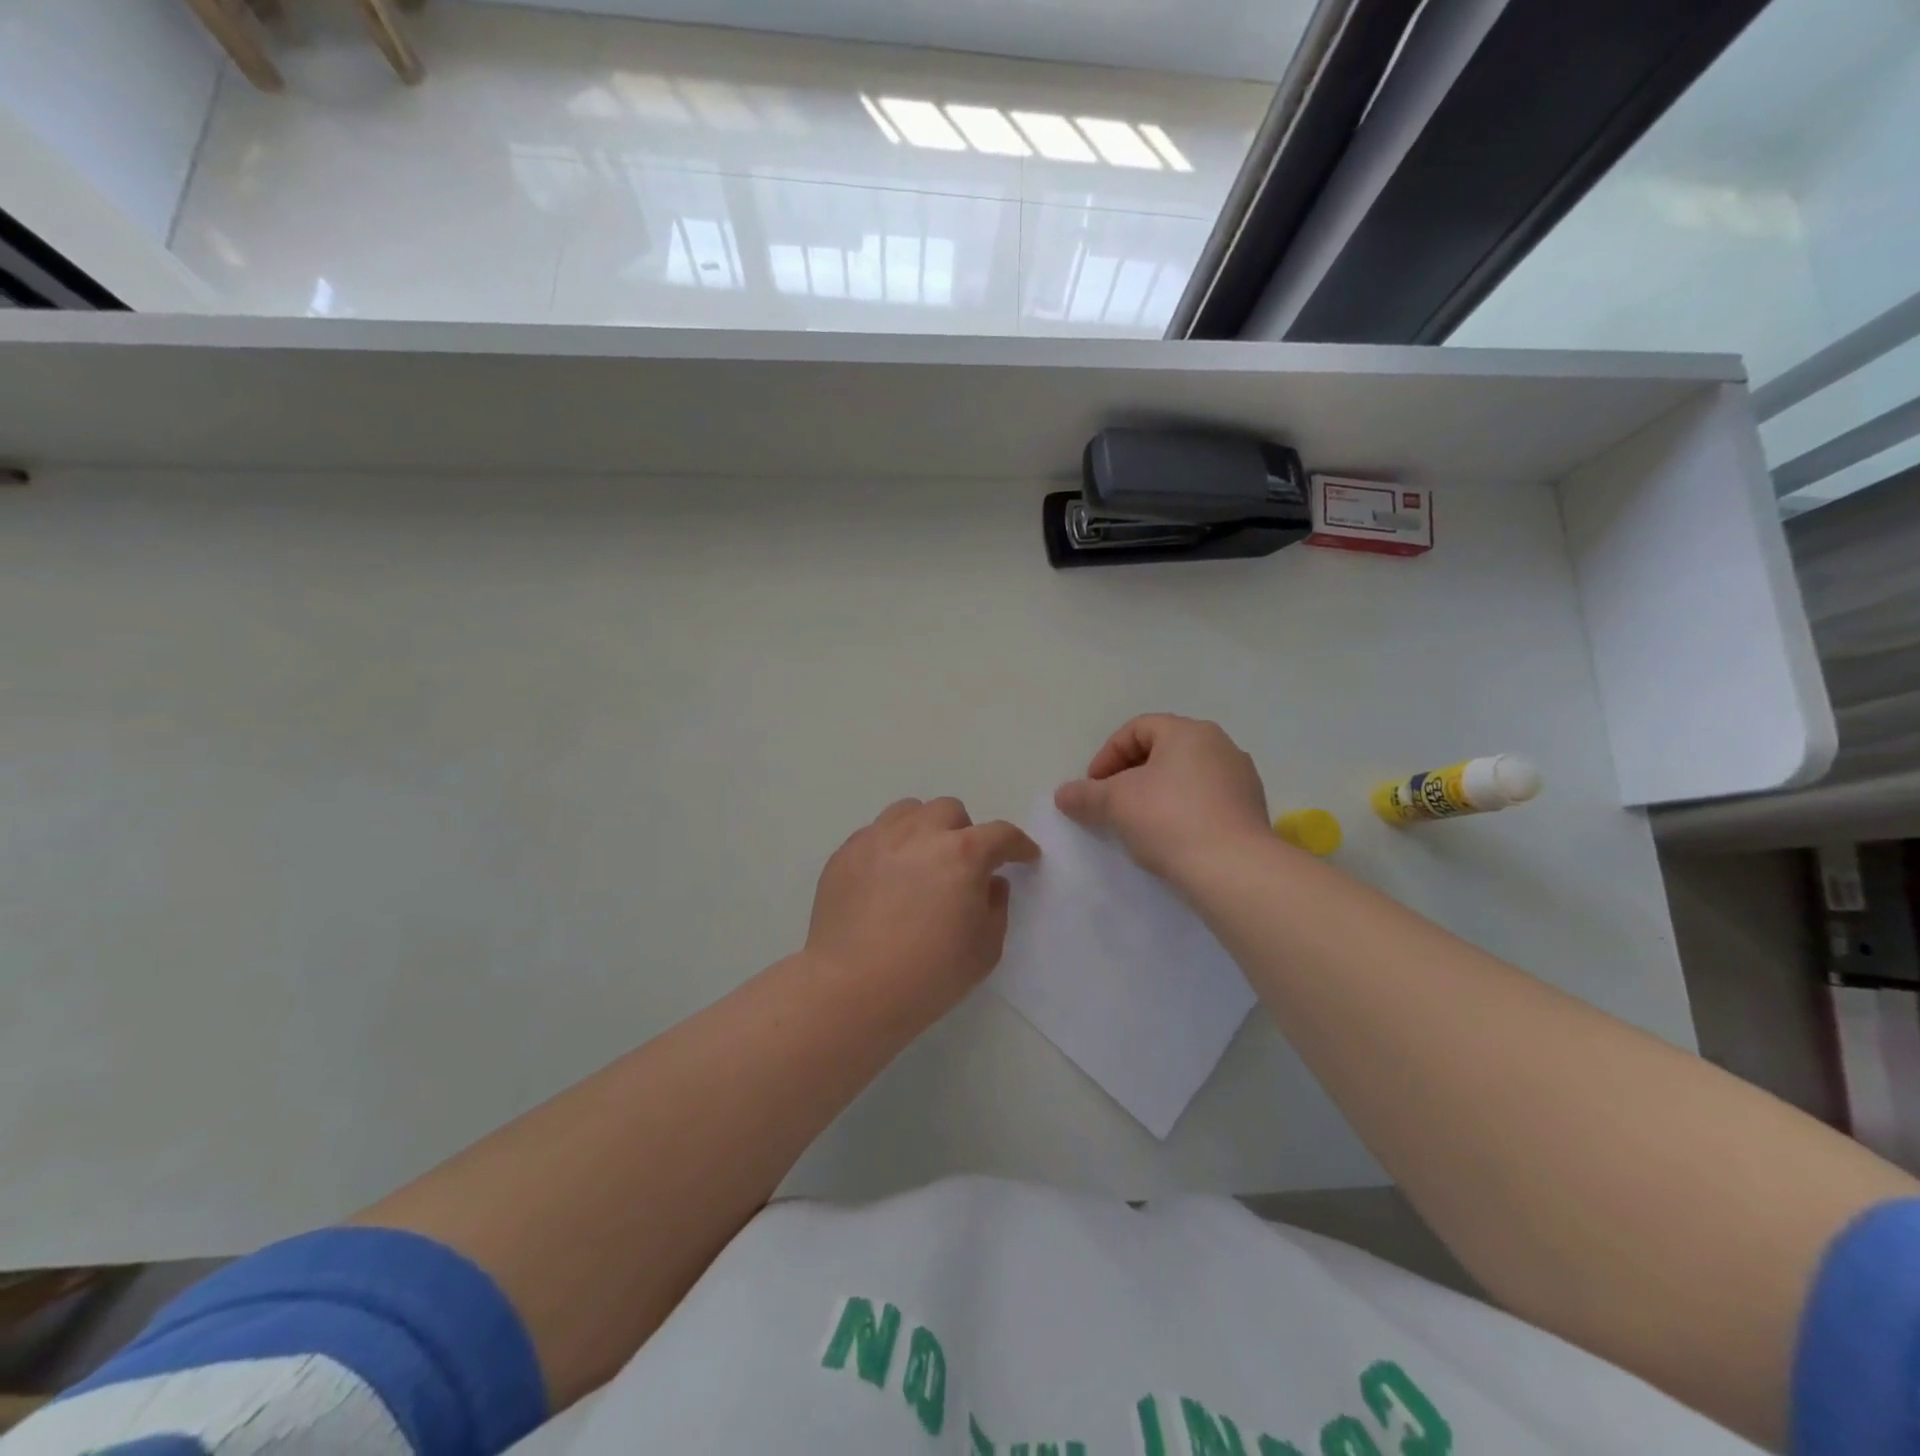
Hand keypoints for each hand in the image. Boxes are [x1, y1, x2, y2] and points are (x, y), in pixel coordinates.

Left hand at [807, 797, 1040, 1014]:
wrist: (852, 989)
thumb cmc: (929, 975)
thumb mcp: (985, 949)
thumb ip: (996, 907)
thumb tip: (990, 883)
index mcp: (962, 854)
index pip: (1001, 835)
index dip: (1018, 845)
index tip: (1024, 857)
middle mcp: (920, 833)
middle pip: (950, 811)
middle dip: (965, 833)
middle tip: (962, 866)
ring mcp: (877, 839)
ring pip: (909, 811)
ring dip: (925, 829)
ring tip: (921, 860)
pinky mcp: (845, 853)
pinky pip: (874, 833)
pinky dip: (890, 846)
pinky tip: (886, 878)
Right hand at [1055, 714, 1270, 883]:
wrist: (1234, 870)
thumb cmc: (1169, 820)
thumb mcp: (1115, 803)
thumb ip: (1085, 795)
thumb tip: (1062, 794)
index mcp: (1189, 732)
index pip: (1137, 729)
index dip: (1107, 755)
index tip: (1093, 787)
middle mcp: (1220, 746)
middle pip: (1163, 750)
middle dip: (1130, 774)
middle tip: (1110, 803)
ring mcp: (1241, 779)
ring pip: (1186, 776)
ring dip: (1156, 793)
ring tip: (1138, 824)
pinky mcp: (1251, 811)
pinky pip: (1206, 801)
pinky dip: (1182, 811)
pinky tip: (1170, 838)